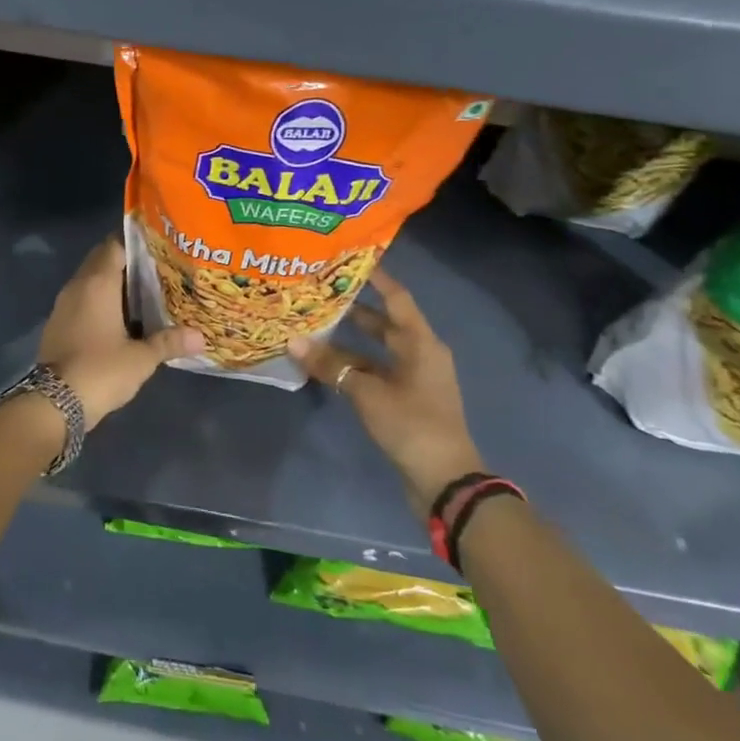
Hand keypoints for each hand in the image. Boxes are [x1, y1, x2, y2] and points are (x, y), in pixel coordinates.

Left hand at [39, 237, 202, 427]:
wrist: (54, 402)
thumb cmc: (101, 370)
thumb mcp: (141, 358)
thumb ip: (169, 342)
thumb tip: (200, 337)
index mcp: (98, 282)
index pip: (115, 245)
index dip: (136, 243)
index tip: (158, 247)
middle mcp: (78, 285)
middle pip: (101, 260)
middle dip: (125, 262)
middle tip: (156, 270)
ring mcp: (63, 304)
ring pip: (89, 280)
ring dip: (111, 283)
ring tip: (143, 293)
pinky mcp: (57, 323)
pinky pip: (81, 299)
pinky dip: (98, 301)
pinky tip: (119, 317)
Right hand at [288, 268, 484, 507]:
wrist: (446, 482)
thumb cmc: (412, 425)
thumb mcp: (368, 393)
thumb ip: (331, 366)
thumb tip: (293, 342)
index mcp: (421, 343)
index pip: (396, 297)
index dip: (375, 277)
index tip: (349, 259)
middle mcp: (420, 354)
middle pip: (384, 322)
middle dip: (354, 308)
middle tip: (320, 292)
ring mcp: (414, 379)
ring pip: (377, 349)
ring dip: (349, 340)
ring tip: (315, 324)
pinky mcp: (405, 401)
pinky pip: (375, 372)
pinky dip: (353, 366)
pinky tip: (325, 364)